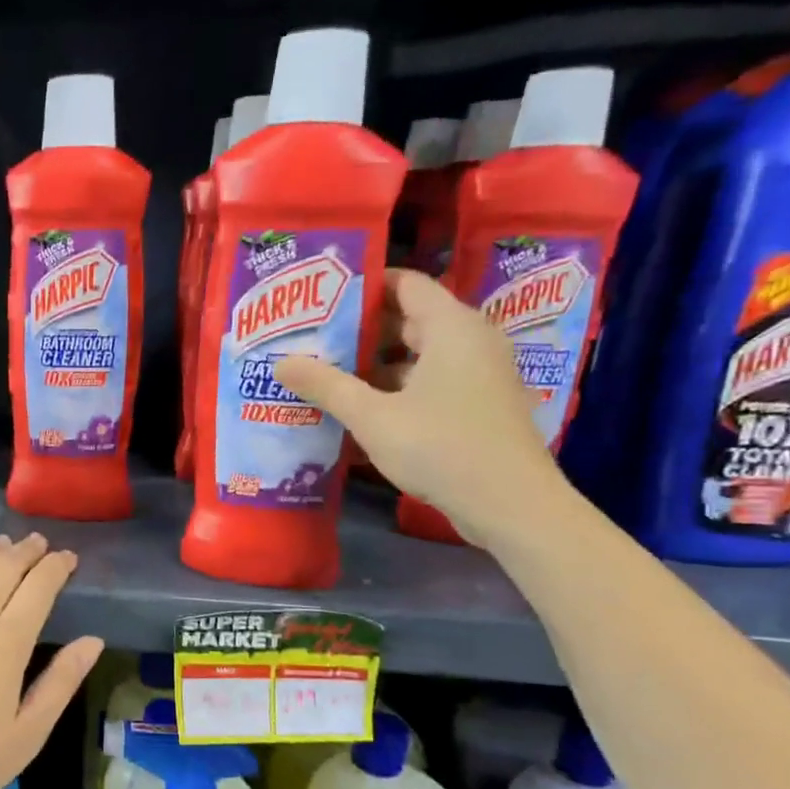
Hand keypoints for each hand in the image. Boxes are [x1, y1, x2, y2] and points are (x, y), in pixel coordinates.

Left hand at [0, 533, 103, 788]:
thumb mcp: (28, 733)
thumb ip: (62, 682)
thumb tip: (94, 641)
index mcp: (7, 643)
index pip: (39, 587)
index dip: (56, 567)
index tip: (68, 558)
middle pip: (4, 567)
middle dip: (26, 551)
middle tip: (39, 544)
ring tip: (2, 544)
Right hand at [273, 268, 570, 548]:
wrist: (509, 504)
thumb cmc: (440, 447)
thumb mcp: (372, 417)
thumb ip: (326, 385)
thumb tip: (280, 362)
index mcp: (451, 327)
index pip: (405, 284)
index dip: (363, 286)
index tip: (321, 297)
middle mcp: (470, 340)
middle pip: (409, 319)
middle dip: (361, 328)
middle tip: (312, 337)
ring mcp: (478, 374)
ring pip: (418, 354)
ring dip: (374, 363)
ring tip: (325, 372)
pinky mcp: (477, 403)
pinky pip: (430, 380)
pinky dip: (396, 386)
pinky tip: (359, 407)